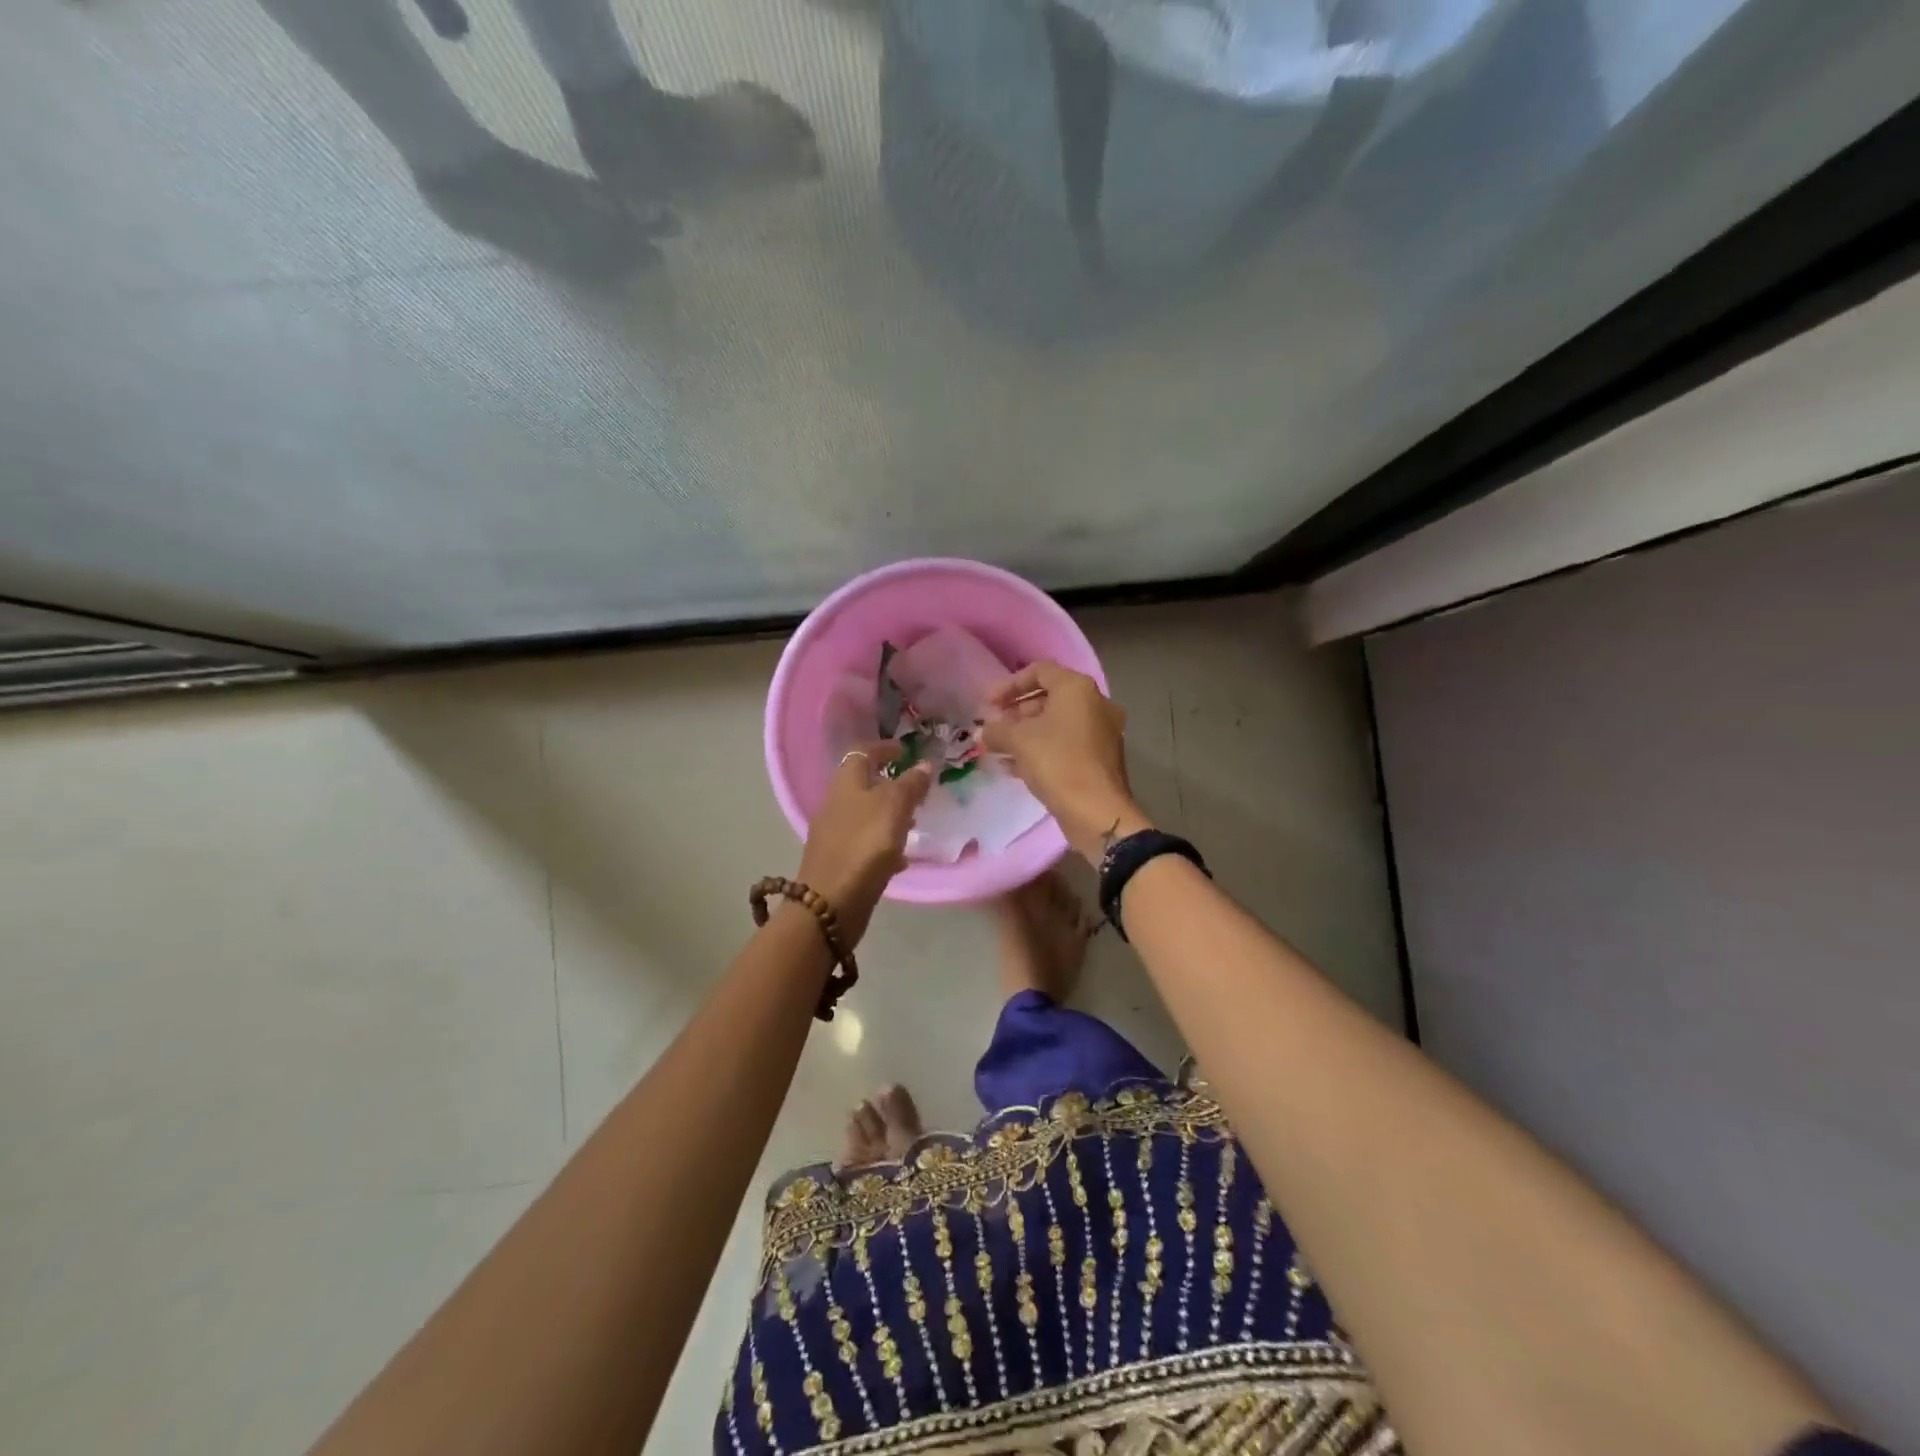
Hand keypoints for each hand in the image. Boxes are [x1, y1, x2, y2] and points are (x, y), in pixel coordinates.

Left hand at [796, 742, 933, 944]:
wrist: (830, 903)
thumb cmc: (865, 845)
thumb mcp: (894, 807)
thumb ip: (911, 784)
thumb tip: (924, 764)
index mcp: (845, 783)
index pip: (862, 752)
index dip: (883, 747)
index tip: (905, 750)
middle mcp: (835, 804)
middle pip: (862, 784)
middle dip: (889, 783)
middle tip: (916, 788)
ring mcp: (834, 834)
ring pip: (865, 814)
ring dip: (888, 814)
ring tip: (914, 821)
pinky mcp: (839, 861)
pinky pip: (865, 843)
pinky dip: (883, 843)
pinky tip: (901, 858)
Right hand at [981, 661, 1149, 862]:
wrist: (1097, 812)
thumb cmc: (1057, 763)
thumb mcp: (1019, 741)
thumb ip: (996, 730)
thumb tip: (981, 732)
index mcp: (1078, 689)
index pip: (1040, 671)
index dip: (1009, 685)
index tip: (988, 704)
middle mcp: (1095, 703)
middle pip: (1049, 697)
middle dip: (1016, 711)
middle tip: (993, 727)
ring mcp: (1102, 732)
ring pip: (1057, 724)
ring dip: (1026, 732)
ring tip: (999, 747)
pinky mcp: (1101, 758)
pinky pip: (1066, 744)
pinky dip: (1042, 749)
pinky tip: (1014, 767)